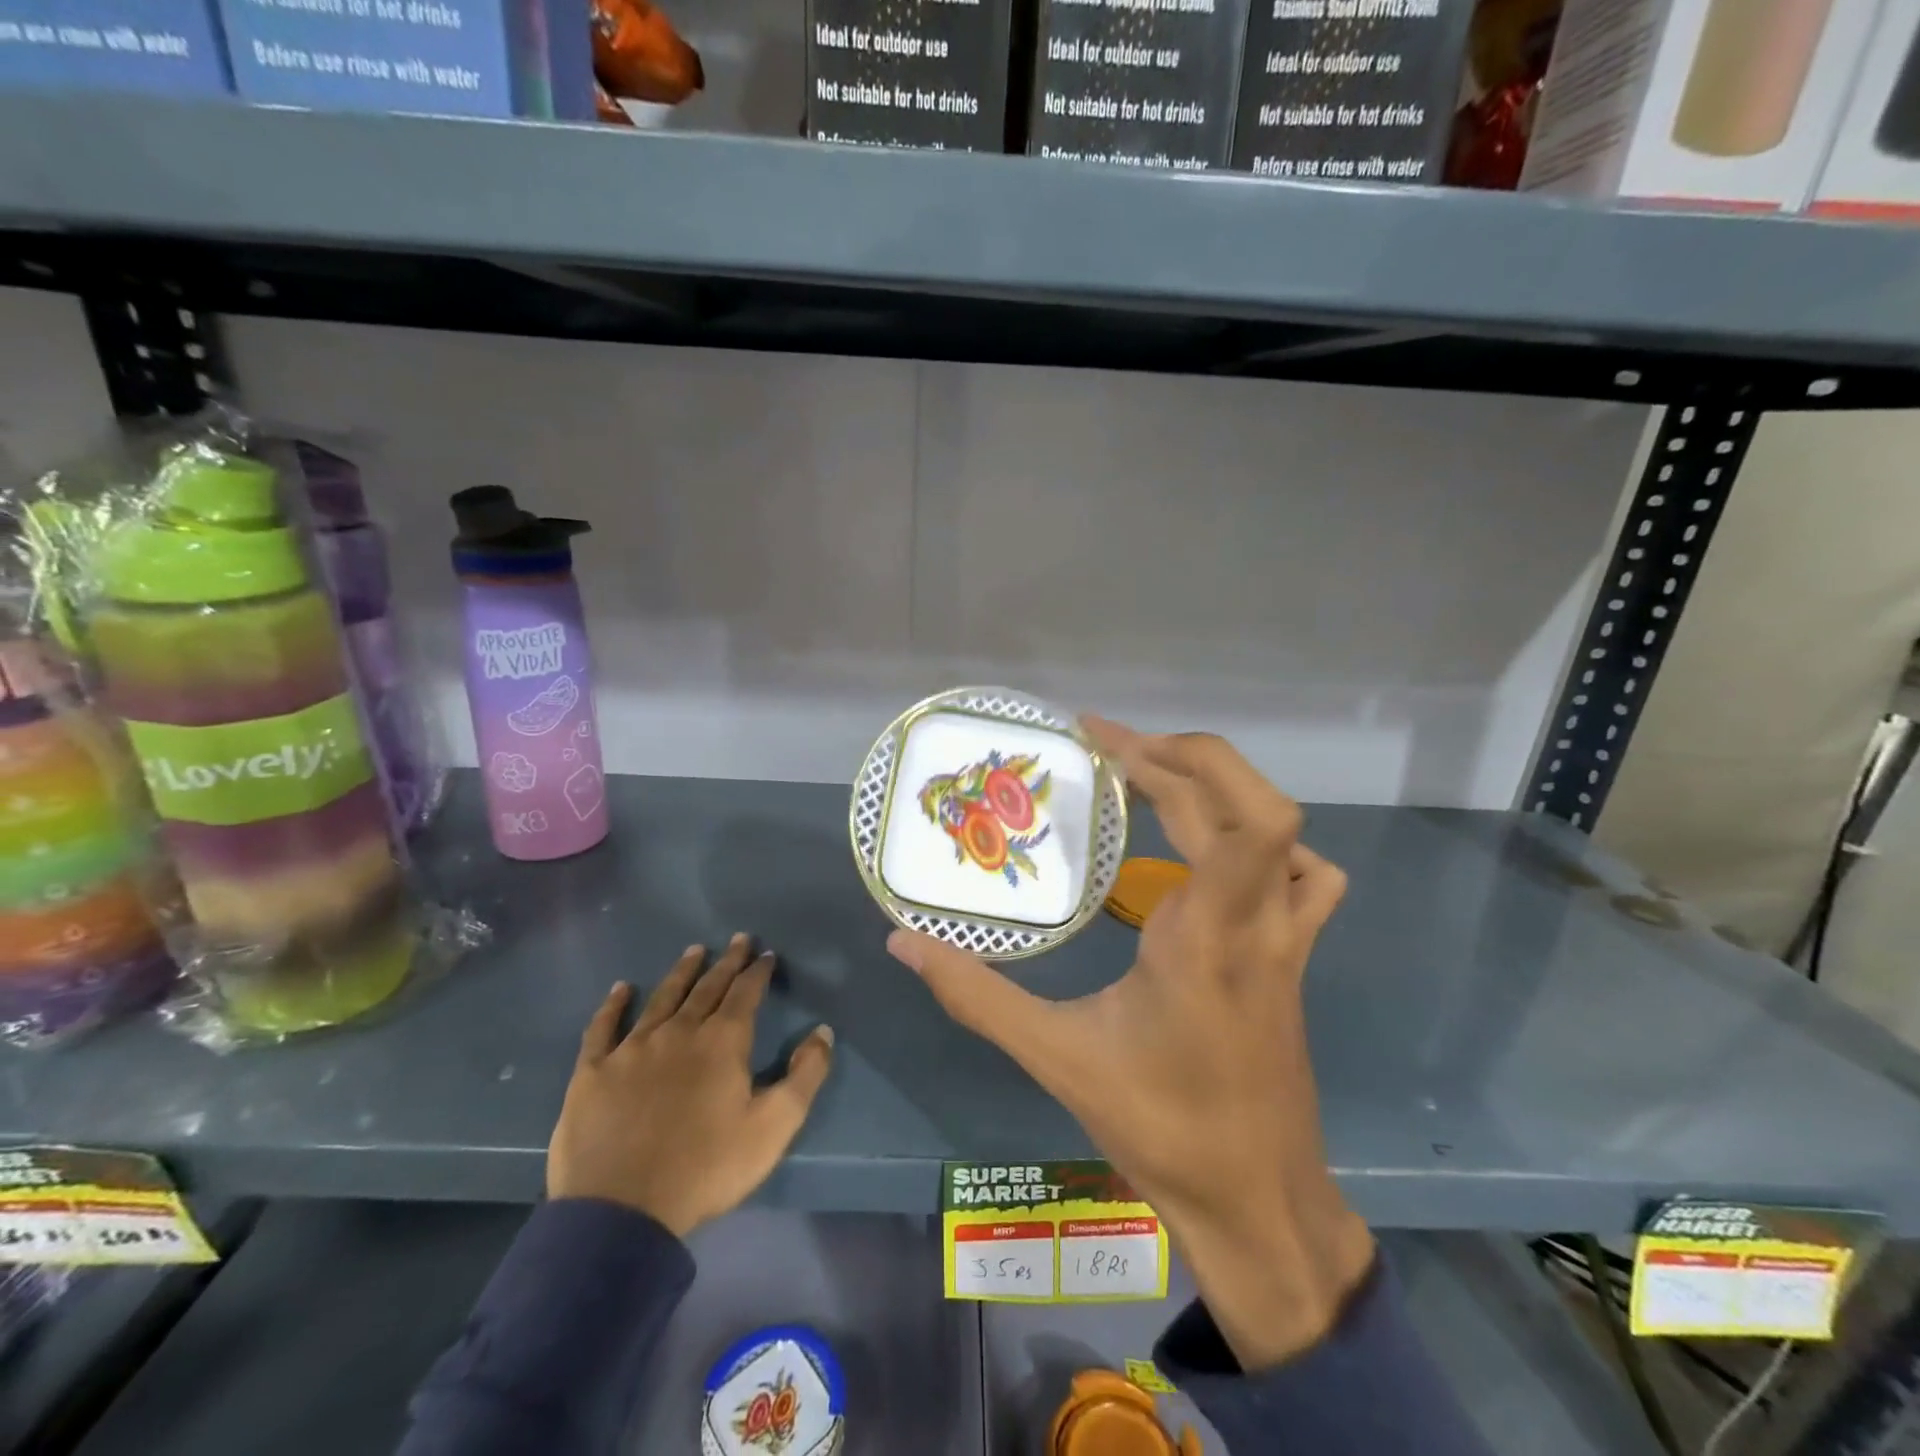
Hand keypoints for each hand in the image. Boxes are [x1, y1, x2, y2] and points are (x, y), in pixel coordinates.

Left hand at [548, 934, 834, 1237]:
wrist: (622, 1212)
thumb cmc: (706, 1168)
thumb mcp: (774, 1126)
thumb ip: (805, 1075)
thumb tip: (823, 1031)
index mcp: (722, 1042)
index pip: (745, 993)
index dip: (758, 972)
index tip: (766, 954)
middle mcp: (679, 1032)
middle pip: (707, 988)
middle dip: (726, 962)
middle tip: (738, 940)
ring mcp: (632, 1049)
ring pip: (662, 998)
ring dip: (681, 973)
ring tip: (694, 951)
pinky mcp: (594, 1072)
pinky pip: (603, 1028)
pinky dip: (613, 1006)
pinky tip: (620, 989)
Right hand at [887, 718, 1373, 1369]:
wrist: (1259, 1200)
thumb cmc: (1161, 1126)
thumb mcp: (1056, 1057)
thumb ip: (977, 995)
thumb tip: (903, 943)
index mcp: (1204, 935)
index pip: (1229, 817)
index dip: (1172, 758)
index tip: (1102, 739)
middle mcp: (1256, 922)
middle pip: (1253, 804)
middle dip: (1180, 757)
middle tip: (1110, 749)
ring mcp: (1286, 939)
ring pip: (1285, 833)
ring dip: (1222, 791)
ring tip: (1156, 784)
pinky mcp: (1295, 957)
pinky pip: (1309, 880)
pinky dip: (1272, 846)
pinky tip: (1223, 857)